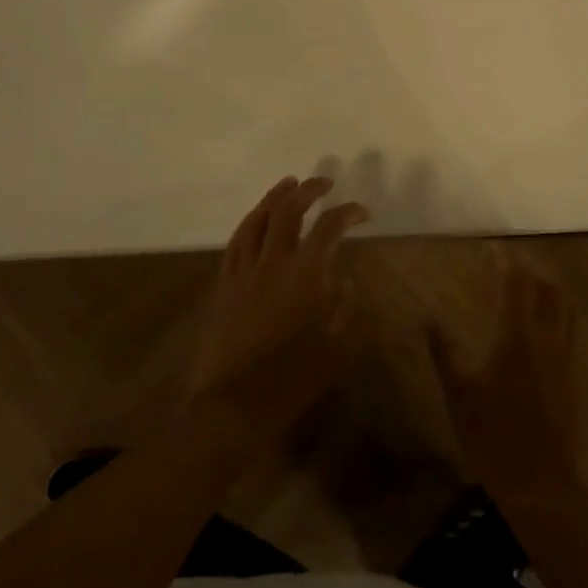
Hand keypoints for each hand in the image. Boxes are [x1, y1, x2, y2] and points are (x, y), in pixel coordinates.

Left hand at [181, 176, 369, 447]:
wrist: (233, 405)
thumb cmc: (291, 381)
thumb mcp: (336, 350)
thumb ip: (345, 308)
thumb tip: (344, 278)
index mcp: (306, 277)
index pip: (329, 228)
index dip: (348, 212)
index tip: (362, 211)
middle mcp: (274, 263)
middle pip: (289, 210)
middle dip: (309, 190)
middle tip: (324, 182)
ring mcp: (244, 270)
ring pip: (258, 218)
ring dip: (276, 196)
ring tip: (290, 184)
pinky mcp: (224, 282)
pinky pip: (237, 240)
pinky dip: (251, 220)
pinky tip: (257, 218)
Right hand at [430, 246, 582, 506]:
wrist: (540, 484)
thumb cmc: (493, 437)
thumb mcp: (459, 395)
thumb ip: (444, 353)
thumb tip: (428, 320)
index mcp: (518, 338)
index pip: (517, 285)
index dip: (506, 262)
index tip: (493, 248)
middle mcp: (547, 340)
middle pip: (548, 290)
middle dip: (532, 270)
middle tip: (511, 263)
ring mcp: (565, 358)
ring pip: (565, 309)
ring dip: (549, 289)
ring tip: (530, 283)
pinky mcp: (573, 377)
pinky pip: (570, 331)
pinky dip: (558, 314)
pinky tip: (542, 323)